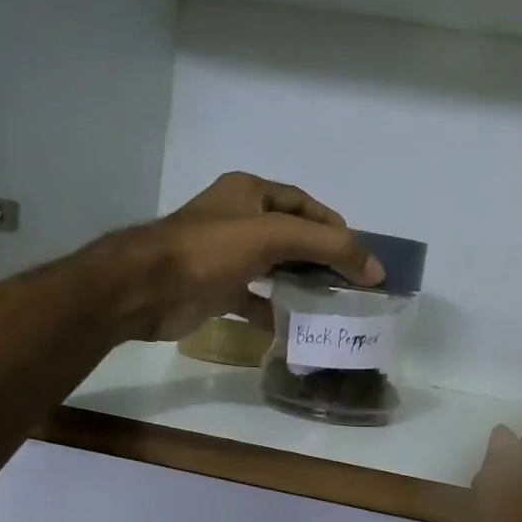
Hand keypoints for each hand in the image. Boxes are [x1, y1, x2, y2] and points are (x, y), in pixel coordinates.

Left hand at [99, 172, 382, 340]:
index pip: (304, 204)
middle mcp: (239, 220)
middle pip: (292, 238)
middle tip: (352, 285)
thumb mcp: (275, 237)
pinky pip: (256, 300)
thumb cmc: (210, 250)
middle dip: (322, 259)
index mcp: (250, 193)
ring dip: (302, 286)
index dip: (334, 226)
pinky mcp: (217, 290)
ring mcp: (226, 257)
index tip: (360, 254)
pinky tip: (298, 327)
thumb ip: (329, 247)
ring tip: (334, 306)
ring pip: (276, 269)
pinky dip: (276, 312)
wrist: (146, 289)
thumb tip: (375, 269)